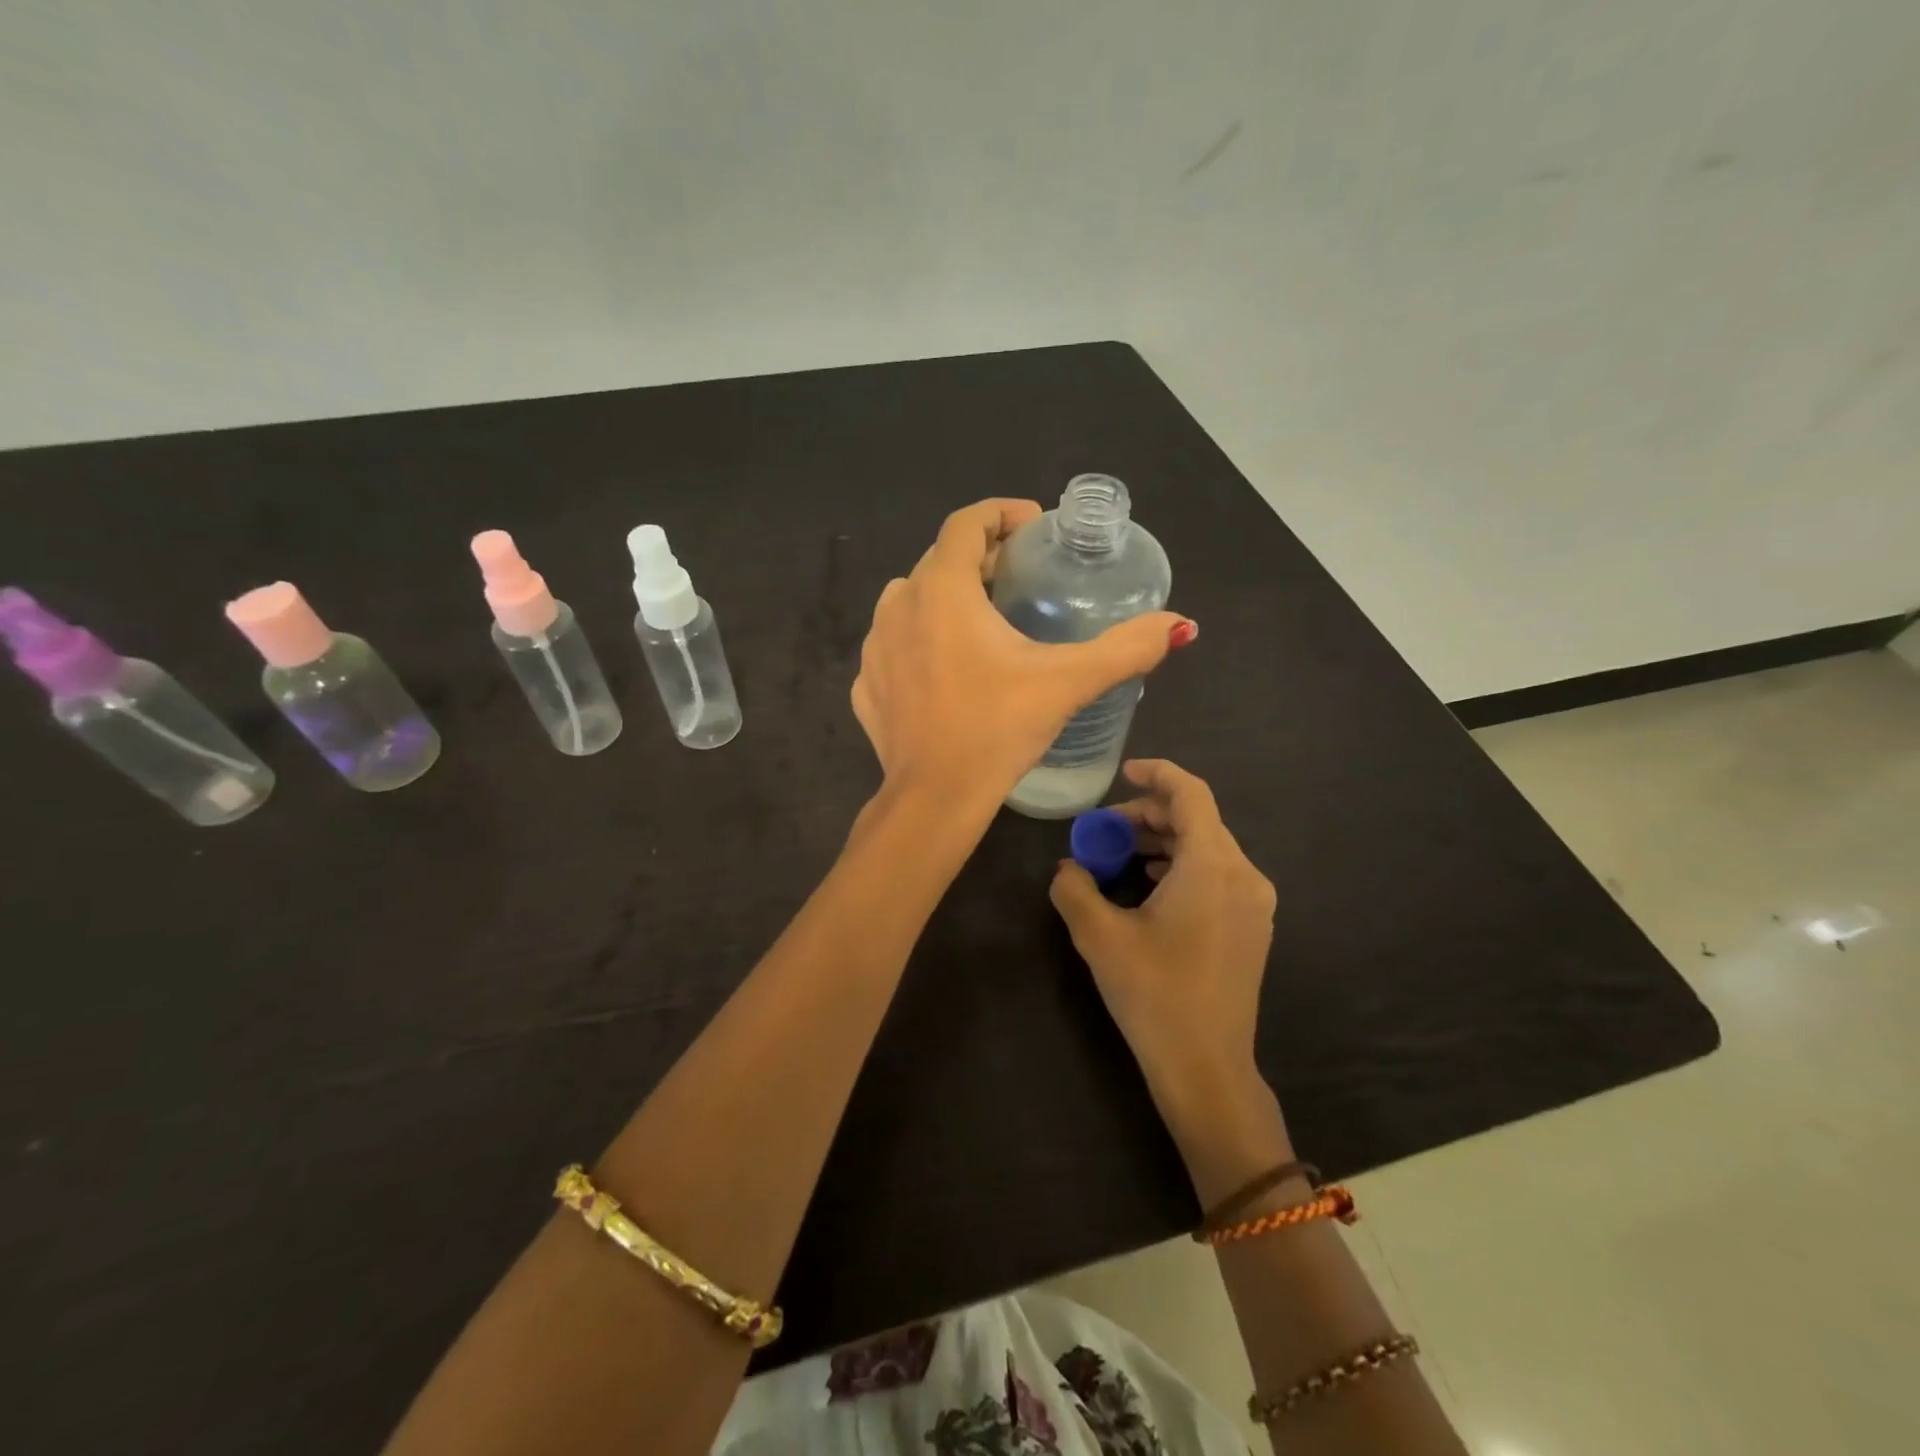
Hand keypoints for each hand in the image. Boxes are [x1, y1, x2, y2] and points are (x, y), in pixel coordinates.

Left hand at [851, 500, 1191, 805]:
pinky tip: (947, 670)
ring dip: (946, 598)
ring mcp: (875, 647)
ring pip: (910, 600)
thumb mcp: (1068, 683)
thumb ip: (1126, 648)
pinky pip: (894, 645)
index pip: (965, 522)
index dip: (1001, 513)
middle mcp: (898, 605)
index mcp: (942, 590)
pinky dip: (920, 642)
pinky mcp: (865, 685)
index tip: (1033, 527)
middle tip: (1018, 578)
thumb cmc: (998, 728)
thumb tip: (1178, 625)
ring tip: (983, 621)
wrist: (933, 798)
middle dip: (980, 559)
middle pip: (940, 560)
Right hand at [1049, 759, 1275, 1098]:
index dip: (1157, 774)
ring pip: (1209, 848)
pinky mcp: (1253, 927)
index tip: (1123, 773)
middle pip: (1199, 819)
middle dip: (1149, 814)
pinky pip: (1217, 874)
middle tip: (1106, 829)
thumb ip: (1074, 887)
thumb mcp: (1099, 936)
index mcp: (1212, 866)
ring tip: (1122, 856)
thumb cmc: (1154, 994)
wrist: (1207, 1067)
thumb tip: (1068, 867)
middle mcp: (1244, 875)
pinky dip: (1183, 866)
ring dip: (1164, 841)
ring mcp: (1254, 903)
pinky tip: (1152, 886)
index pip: (1191, 794)